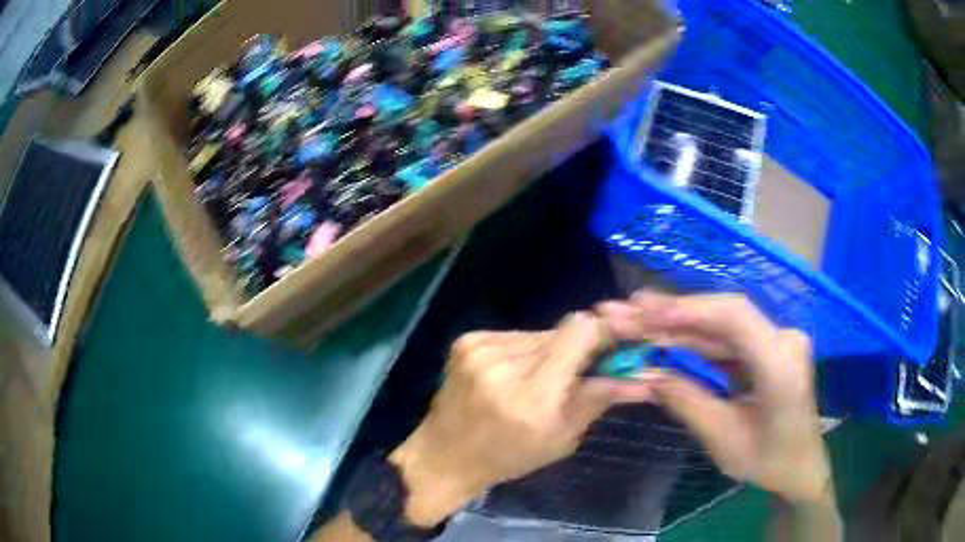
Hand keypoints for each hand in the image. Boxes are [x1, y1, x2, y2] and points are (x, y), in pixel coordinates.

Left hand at [389, 312, 626, 525]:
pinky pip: (514, 336)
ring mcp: (480, 347)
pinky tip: (513, 376)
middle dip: (579, 348)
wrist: (443, 456)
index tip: (618, 342)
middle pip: (562, 331)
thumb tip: (640, 378)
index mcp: (531, 395)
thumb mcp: (560, 439)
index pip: (581, 332)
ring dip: (550, 351)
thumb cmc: (506, 458)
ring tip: (539, 380)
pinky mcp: (466, 341)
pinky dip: (523, 352)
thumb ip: (598, 399)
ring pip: (539, 333)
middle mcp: (504, 362)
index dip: (605, 331)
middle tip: (580, 371)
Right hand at [596, 291, 831, 503]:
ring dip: (682, 323)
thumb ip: (685, 400)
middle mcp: (783, 339)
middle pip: (726, 315)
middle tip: (631, 309)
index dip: (690, 310)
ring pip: (724, 324)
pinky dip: (697, 338)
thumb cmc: (767, 460)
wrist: (800, 467)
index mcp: (780, 363)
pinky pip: (729, 338)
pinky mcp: (769, 347)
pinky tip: (668, 333)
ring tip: (640, 317)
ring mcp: (777, 341)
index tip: (646, 312)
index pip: (735, 318)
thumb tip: (644, 372)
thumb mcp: (722, 438)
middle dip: (676, 313)